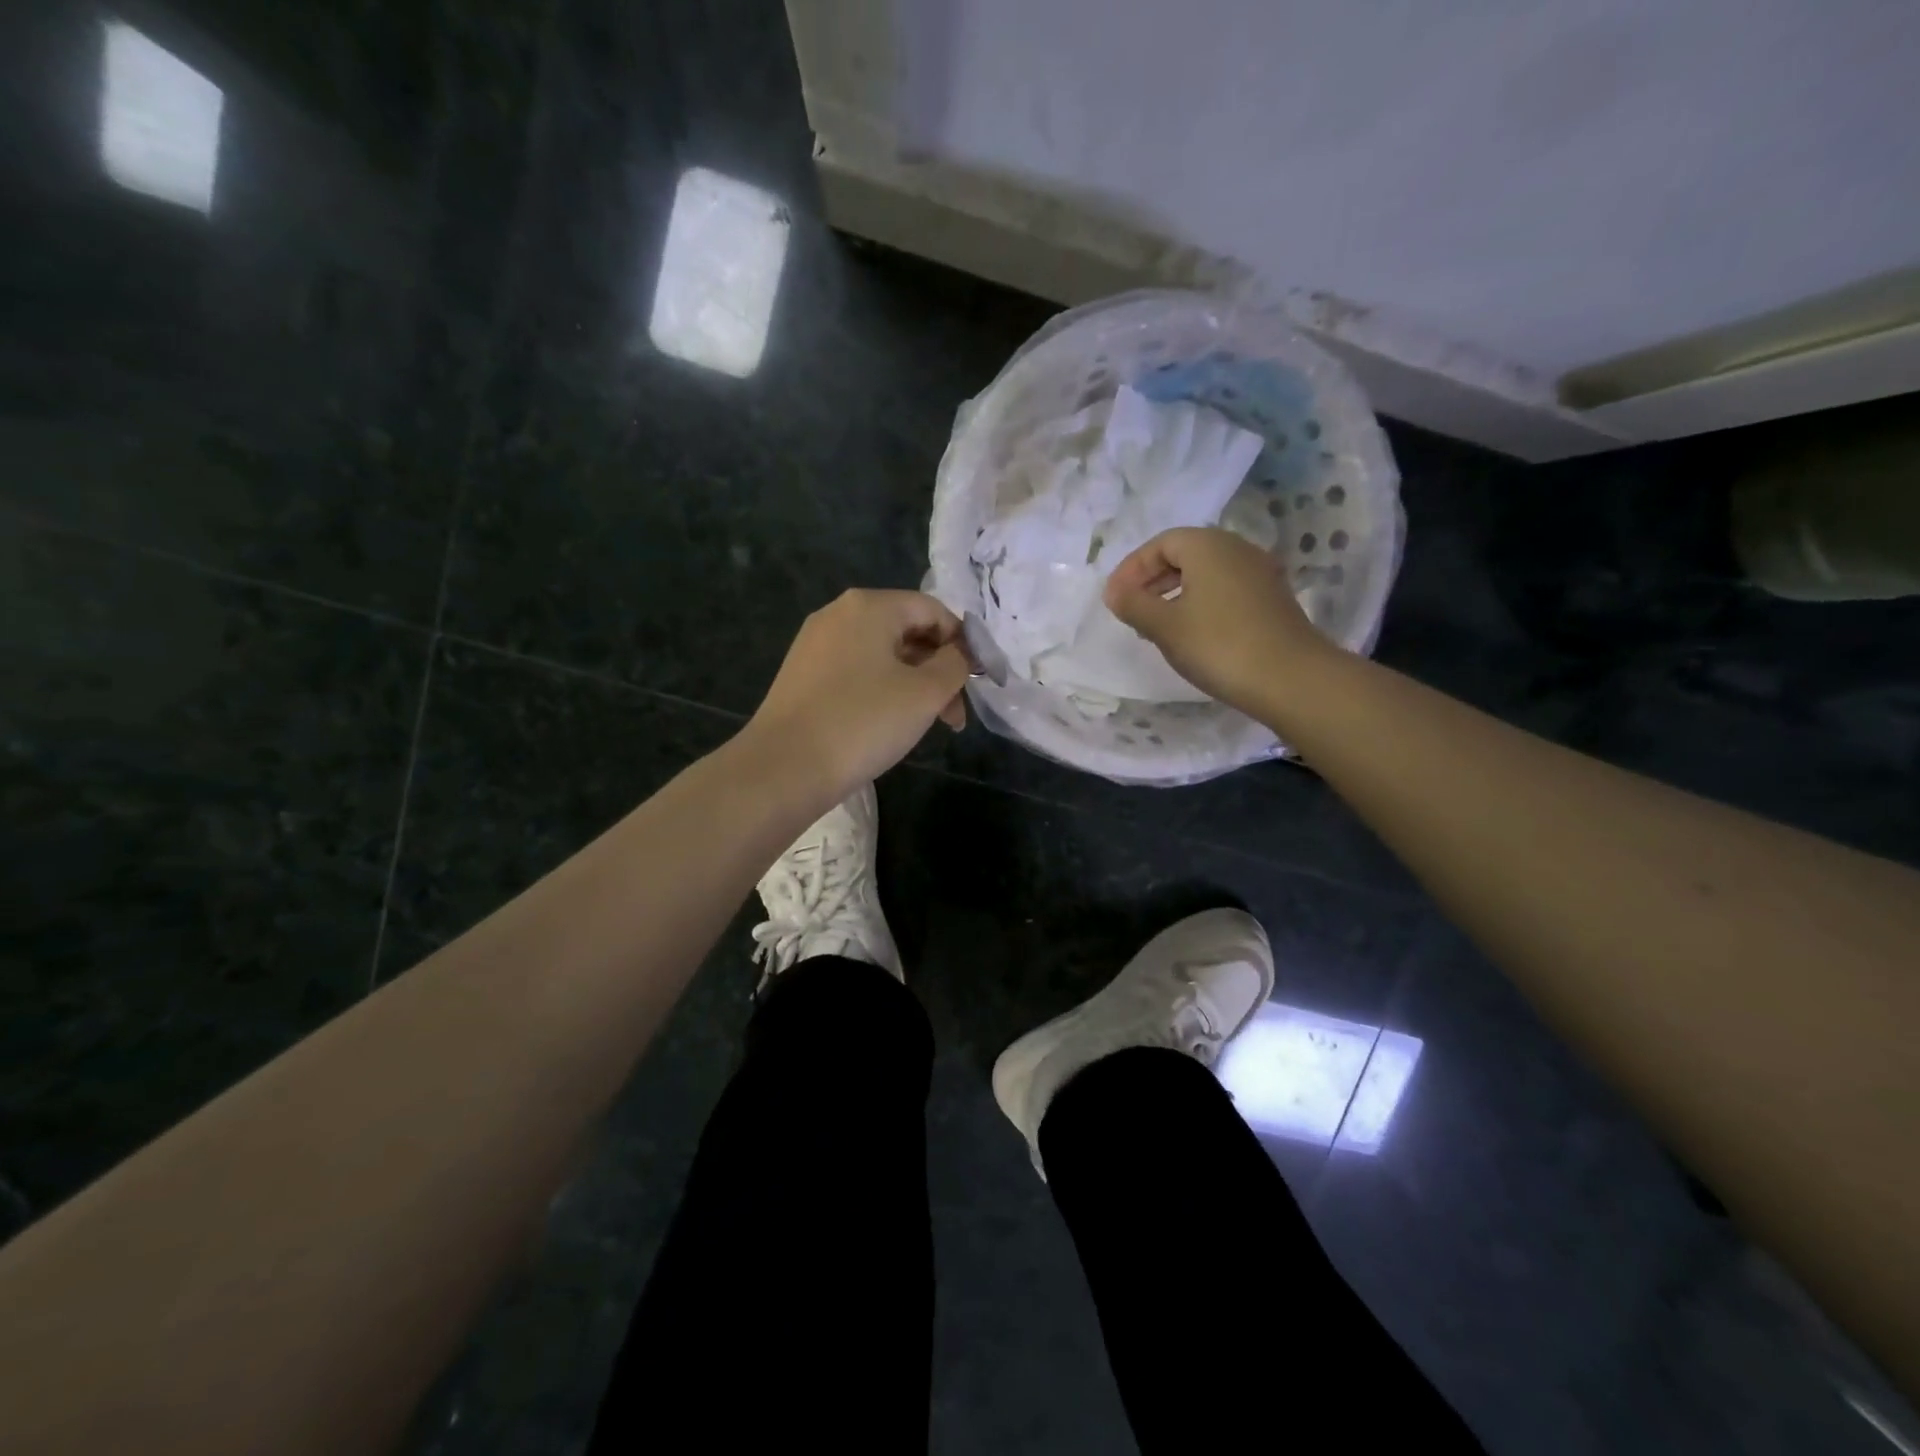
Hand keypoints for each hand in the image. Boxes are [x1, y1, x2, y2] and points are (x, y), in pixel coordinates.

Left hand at [744, 588, 971, 802]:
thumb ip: (955, 665)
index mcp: (869, 606)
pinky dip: (883, 691)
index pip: (933, 610)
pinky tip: (889, 724)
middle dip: (938, 669)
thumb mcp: (925, 693)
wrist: (784, 768)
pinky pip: (857, 672)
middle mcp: (839, 614)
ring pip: (882, 655)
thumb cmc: (863, 722)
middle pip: (907, 631)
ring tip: (927, 724)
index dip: (962, 643)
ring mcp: (816, 644)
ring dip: (914, 684)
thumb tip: (961, 653)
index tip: (975, 683)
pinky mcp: (803, 675)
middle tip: (954, 715)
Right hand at [1104, 527, 1337, 716]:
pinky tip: (1190, 633)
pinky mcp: (1271, 598)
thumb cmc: (1218, 645)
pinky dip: (1199, 602)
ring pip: (1205, 573)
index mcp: (1207, 545)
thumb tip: (1115, 593)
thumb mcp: (1164, 626)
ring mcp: (1258, 573)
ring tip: (1155, 625)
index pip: (1160, 544)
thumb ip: (1133, 604)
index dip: (1131, 569)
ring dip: (1174, 593)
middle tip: (1131, 611)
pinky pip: (1224, 589)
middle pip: (1184, 554)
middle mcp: (1236, 548)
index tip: (1114, 599)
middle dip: (1151, 580)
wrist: (1291, 678)